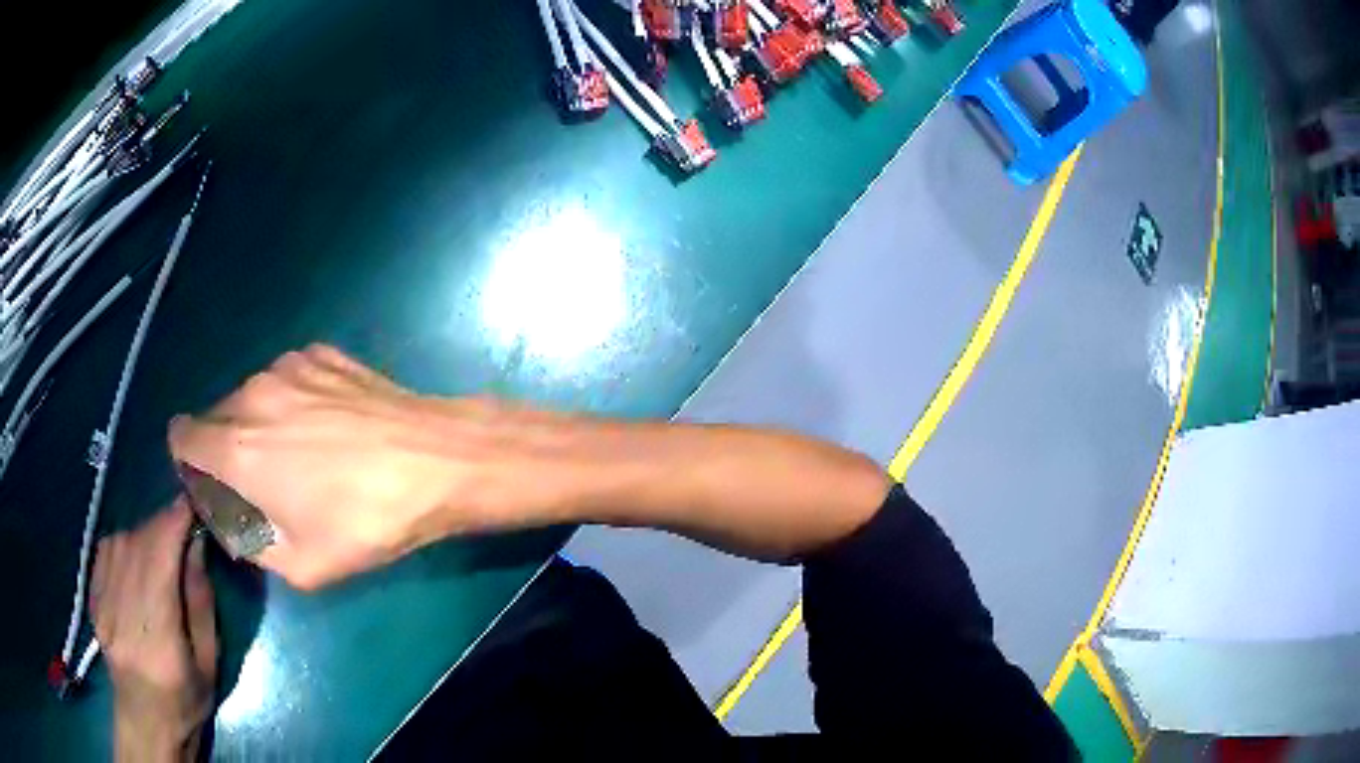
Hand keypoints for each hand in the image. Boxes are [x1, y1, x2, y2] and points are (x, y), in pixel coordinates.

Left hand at [91, 500, 215, 761]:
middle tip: (182, 526)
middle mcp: (124, 607)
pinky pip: (105, 551)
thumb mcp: (208, 662)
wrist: (145, 719)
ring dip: (143, 535)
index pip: (160, 556)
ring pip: (120, 541)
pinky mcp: (93, 597)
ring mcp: (103, 600)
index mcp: (157, 631)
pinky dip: (122, 544)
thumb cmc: (185, 699)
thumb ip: (200, 603)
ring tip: (159, 548)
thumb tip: (197, 547)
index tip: (194, 504)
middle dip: (163, 525)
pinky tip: (133, 558)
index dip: (176, 522)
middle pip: (139, 543)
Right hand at [167, 345, 558, 589]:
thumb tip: (233, 523)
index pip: (181, 439)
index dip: (191, 466)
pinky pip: (285, 379)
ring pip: (249, 397)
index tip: (218, 487)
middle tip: (266, 484)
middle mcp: (251, 395)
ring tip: (304, 456)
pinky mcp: (320, 353)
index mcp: (235, 447)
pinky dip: (291, 402)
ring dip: (259, 424)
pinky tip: (329, 427)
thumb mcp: (303, 566)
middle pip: (214, 419)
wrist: (436, 460)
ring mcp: (287, 366)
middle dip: (225, 451)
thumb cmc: (367, 522)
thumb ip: (250, 544)